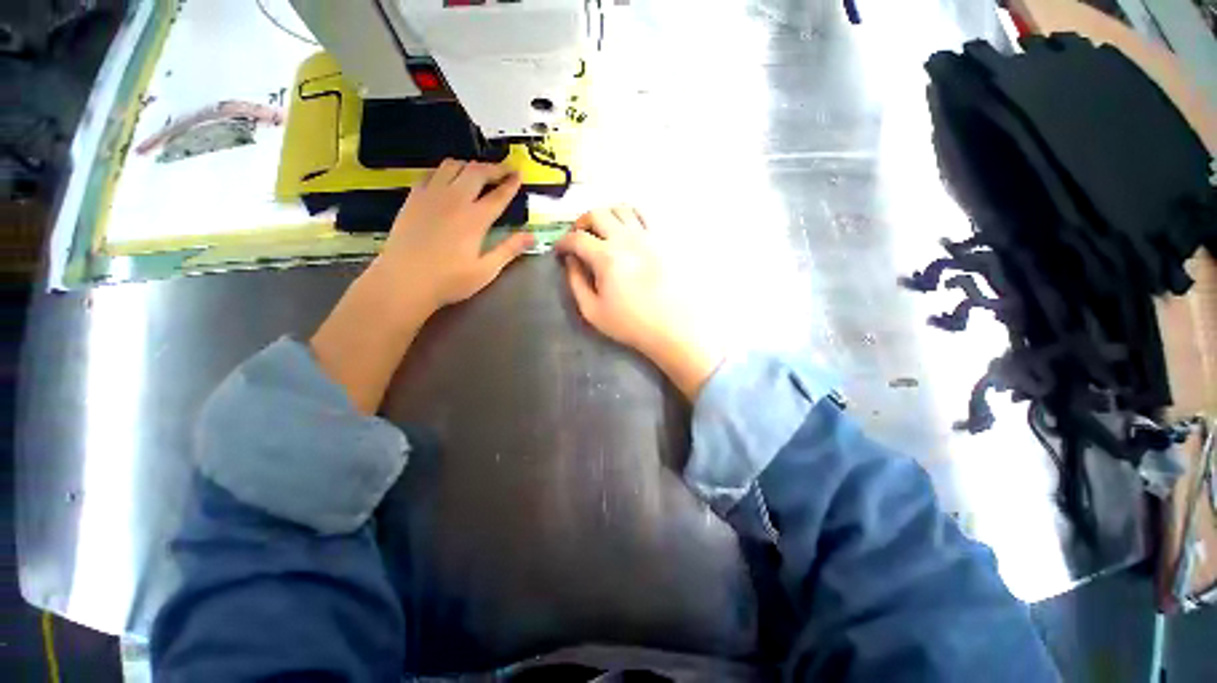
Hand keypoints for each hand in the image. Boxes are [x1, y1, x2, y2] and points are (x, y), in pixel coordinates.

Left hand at [375, 159, 534, 314]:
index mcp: (475, 219)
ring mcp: (431, 195)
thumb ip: (509, 250)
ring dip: (469, 166)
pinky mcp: (413, 197)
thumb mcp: (486, 270)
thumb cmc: (449, 280)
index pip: (498, 195)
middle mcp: (454, 200)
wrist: (403, 280)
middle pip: (476, 172)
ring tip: (478, 173)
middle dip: (494, 168)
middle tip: (504, 170)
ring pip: (452, 165)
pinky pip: (431, 173)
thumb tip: (532, 236)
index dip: (511, 183)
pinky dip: (445, 171)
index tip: (520, 174)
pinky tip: (448, 180)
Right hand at [555, 206, 724, 399]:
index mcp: (606, 257)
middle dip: (580, 223)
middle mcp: (626, 238)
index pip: (576, 238)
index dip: (563, 243)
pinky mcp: (663, 240)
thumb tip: (571, 261)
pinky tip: (626, 232)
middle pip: (597, 213)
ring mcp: (648, 236)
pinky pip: (644, 216)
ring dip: (605, 216)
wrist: (673, 328)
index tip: (560, 252)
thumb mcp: (593, 311)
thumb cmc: (631, 324)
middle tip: (578, 239)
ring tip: (602, 232)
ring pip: (622, 208)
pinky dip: (629, 216)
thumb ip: (576, 282)